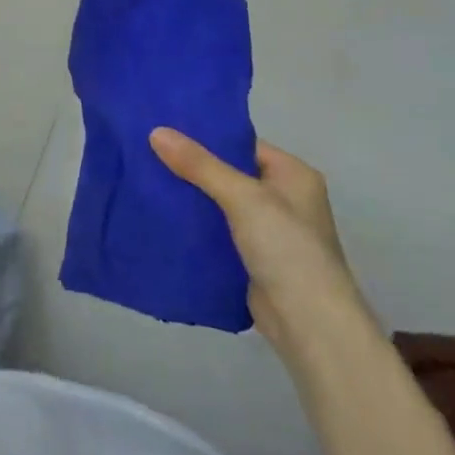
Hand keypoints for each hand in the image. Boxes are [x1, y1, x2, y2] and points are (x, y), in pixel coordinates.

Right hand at [150, 128, 364, 359]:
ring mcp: (269, 231)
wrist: (309, 324)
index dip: (205, 137)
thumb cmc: (286, 248)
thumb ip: (200, 165)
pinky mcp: (252, 259)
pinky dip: (195, 226)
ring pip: (220, 204)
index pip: (242, 144)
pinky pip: (217, 232)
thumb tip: (156, 132)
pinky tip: (162, 217)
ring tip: (146, 179)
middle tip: (147, 152)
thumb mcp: (242, 197)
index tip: (165, 129)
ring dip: (191, 198)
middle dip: (192, 167)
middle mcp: (284, 198)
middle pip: (229, 173)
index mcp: (293, 175)